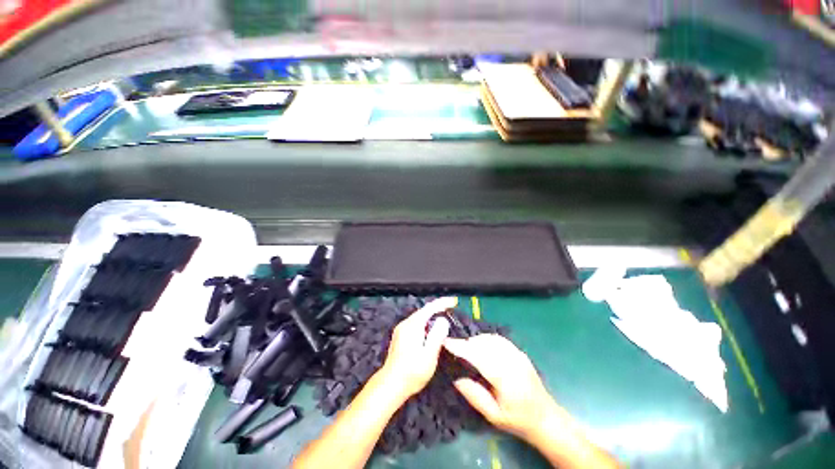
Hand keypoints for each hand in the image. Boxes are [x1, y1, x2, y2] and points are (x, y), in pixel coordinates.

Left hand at [378, 297, 454, 399]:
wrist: (390, 385)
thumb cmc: (412, 372)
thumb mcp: (429, 355)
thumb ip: (437, 336)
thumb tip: (443, 320)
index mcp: (413, 325)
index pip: (430, 308)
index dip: (442, 303)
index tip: (453, 301)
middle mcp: (405, 324)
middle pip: (424, 311)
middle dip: (438, 309)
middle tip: (451, 310)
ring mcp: (401, 330)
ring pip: (419, 318)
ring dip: (432, 316)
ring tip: (444, 319)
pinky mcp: (400, 337)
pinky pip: (416, 324)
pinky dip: (426, 323)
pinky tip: (431, 331)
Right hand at [443, 334, 560, 439]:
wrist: (545, 418)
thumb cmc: (518, 420)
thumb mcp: (493, 416)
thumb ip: (474, 395)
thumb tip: (456, 378)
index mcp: (505, 379)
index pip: (479, 356)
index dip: (461, 347)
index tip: (446, 342)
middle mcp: (512, 361)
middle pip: (484, 344)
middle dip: (466, 343)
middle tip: (454, 348)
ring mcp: (517, 354)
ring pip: (491, 338)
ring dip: (476, 340)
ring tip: (466, 348)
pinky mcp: (519, 352)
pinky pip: (499, 339)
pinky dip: (486, 339)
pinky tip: (481, 346)